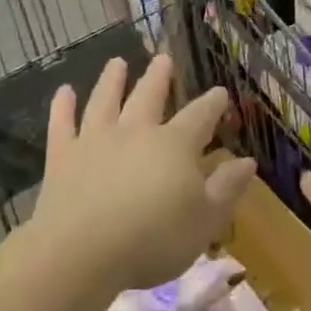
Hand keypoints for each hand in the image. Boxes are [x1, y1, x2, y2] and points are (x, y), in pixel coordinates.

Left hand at [34, 54, 256, 292]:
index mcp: (175, 145)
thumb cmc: (153, 239)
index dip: (212, 103)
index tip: (220, 91)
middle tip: (163, 58)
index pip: (199, 117)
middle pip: (149, 97)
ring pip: (105, 101)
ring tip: (116, 63)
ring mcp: (96, 140)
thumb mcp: (205, 221)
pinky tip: (63, 92)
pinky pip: (62, 125)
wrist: (81, 252)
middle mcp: (136, 132)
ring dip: (111, 80)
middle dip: (159, 77)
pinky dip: (62, 107)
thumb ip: (227, 188)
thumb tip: (248, 161)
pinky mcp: (63, 157)